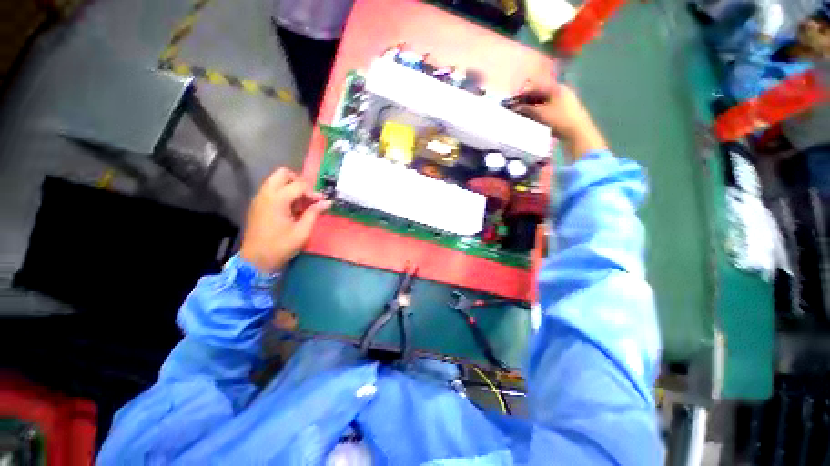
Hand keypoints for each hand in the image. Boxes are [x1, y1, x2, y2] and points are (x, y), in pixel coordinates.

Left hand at [240, 168, 331, 272]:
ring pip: (276, 181)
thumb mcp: (303, 231)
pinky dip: (283, 193)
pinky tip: (291, 209)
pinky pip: (271, 190)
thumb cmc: (281, 246)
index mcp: (277, 199)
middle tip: (309, 196)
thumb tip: (327, 202)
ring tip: (302, 204)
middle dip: (299, 181)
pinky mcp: (257, 205)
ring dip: (291, 187)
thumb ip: (314, 213)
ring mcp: (259, 199)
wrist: (255, 261)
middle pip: (283, 174)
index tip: (321, 202)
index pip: (299, 185)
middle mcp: (265, 194)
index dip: (313, 192)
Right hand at [510, 83, 607, 160]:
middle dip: (527, 102)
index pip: (535, 88)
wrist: (577, 132)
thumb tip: (515, 107)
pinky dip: (540, 113)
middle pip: (540, 95)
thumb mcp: (540, 113)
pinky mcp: (567, 111)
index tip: (512, 102)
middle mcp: (562, 91)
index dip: (522, 95)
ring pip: (544, 102)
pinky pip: (549, 109)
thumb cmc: (558, 119)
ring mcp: (566, 101)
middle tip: (517, 110)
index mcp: (556, 87)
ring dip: (533, 108)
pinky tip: (534, 119)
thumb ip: (526, 109)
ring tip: (523, 116)